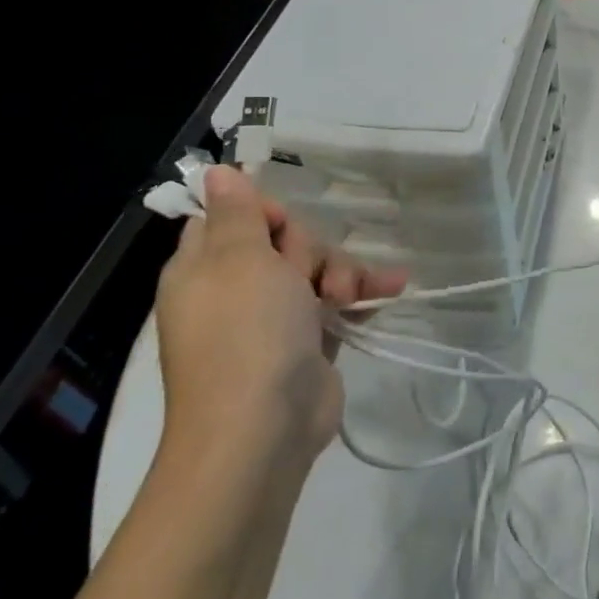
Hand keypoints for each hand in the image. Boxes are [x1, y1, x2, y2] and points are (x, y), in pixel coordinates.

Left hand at [154, 165, 404, 467]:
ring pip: (318, 269)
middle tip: (309, 276)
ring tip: (348, 297)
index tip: (284, 228)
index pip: (232, 217)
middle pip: (285, 241)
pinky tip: (392, 287)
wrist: (263, 427)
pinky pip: (339, 300)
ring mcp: (274, 317)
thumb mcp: (239, 259)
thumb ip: (236, 213)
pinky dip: (362, 293)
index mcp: (205, 267)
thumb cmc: (246, 332)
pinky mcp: (308, 341)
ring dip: (342, 273)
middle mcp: (236, 288)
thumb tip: (215, 171)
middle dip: (311, 251)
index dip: (265, 214)